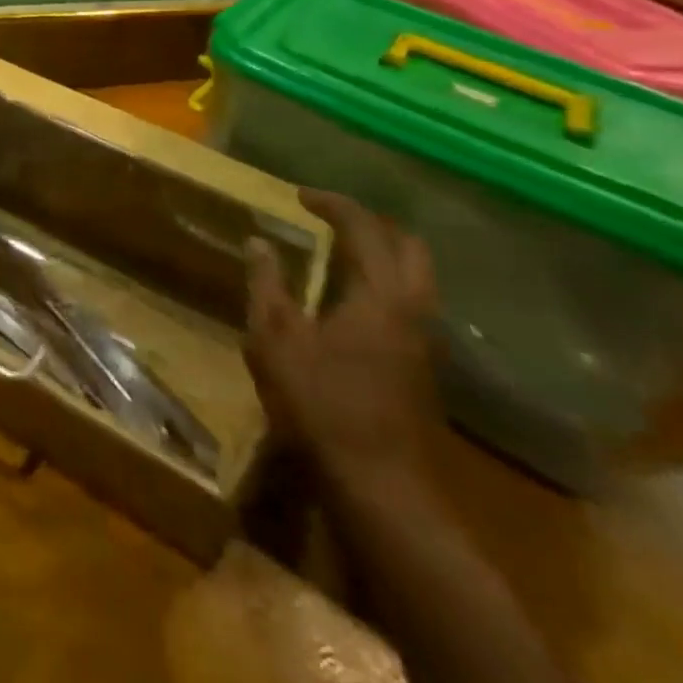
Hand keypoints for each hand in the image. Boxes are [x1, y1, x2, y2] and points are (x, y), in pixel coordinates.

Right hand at [245, 188, 438, 492]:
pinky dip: (384, 282)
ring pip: (416, 278)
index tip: (300, 195)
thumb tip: (258, 242)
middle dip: (371, 223)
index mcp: (380, 294)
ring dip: (382, 254)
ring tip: (339, 252)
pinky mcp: (422, 368)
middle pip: (409, 247)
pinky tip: (350, 299)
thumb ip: (267, 284)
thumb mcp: (275, 338)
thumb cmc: (321, 403)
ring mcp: (424, 342)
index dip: (333, 204)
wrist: (381, 487)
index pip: (364, 229)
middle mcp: (413, 310)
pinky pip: (410, 303)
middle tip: (331, 218)